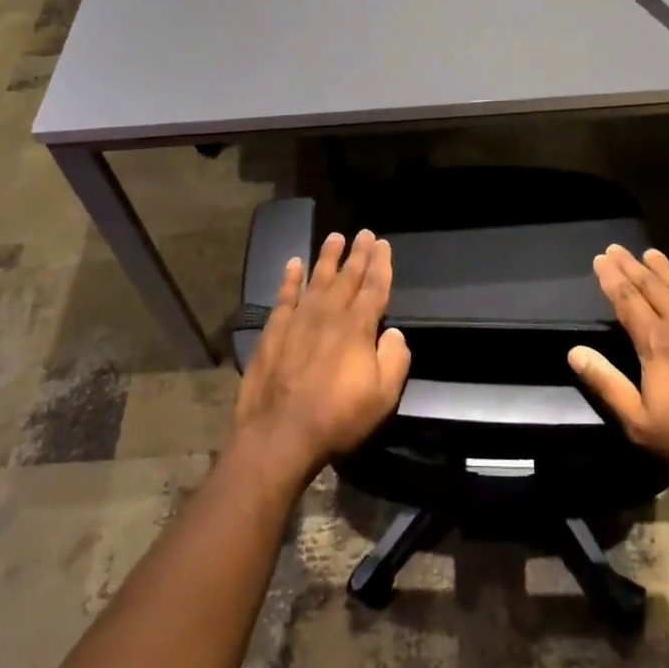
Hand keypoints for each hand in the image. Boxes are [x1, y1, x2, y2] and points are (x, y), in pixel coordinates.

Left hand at [234, 230, 410, 484]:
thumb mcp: (383, 396)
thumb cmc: (337, 417)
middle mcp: (329, 315)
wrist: (280, 434)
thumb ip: (395, 359)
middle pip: (347, 277)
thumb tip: (394, 333)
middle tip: (363, 233)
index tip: (382, 244)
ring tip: (334, 237)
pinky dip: (290, 279)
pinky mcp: (273, 331)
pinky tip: (294, 264)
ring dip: (327, 258)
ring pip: (316, 279)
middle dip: (358, 254)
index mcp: (357, 327)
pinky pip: (284, 296)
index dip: (381, 265)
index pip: (374, 288)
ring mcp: (298, 320)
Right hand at [567, 244, 668, 488]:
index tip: (600, 259)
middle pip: (652, 286)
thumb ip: (606, 383)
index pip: (626, 300)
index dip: (611, 278)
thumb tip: (574, 352)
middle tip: (616, 249)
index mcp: (655, 342)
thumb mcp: (638, 422)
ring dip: (665, 269)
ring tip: (651, 253)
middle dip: (631, 266)